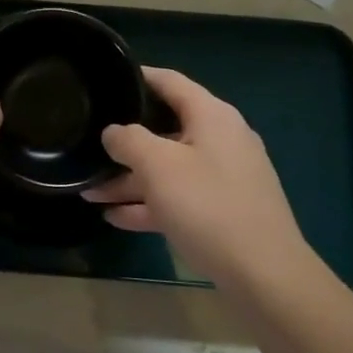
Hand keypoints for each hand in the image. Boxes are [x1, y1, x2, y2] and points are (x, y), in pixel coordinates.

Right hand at [82, 67, 312, 286]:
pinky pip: (178, 197)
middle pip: (165, 128)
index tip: (105, 82)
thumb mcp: (158, 166)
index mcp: (212, 116)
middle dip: (124, 142)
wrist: (264, 275)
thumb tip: (113, 132)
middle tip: (88, 145)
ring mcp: (224, 177)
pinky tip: (115, 217)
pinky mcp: (223, 210)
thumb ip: (128, 140)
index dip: (137, 77)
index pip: (169, 81)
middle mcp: (221, 139)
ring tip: (89, 190)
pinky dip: (149, 203)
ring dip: (129, 179)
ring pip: (168, 168)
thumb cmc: (208, 206)